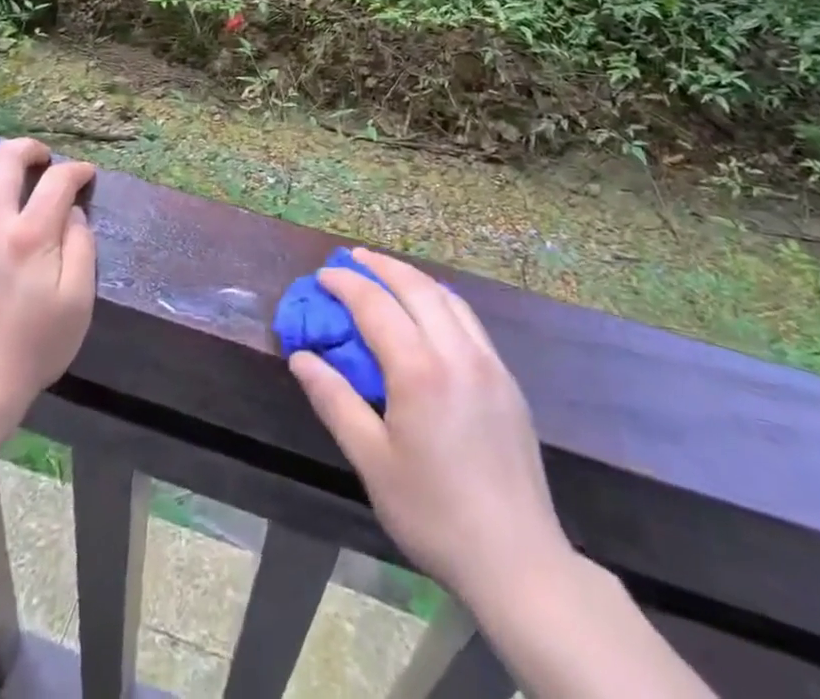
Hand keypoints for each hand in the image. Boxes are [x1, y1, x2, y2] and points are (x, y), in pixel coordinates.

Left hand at [0, 139, 96, 419]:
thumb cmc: (35, 344)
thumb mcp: (78, 299)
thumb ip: (81, 246)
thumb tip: (72, 211)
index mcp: (29, 235)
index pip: (57, 181)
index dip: (76, 170)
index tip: (84, 176)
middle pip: (6, 161)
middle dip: (30, 150)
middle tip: (42, 159)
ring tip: (5, 169)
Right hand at [289, 248, 575, 606]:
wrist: (518, 560)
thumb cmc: (434, 514)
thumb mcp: (372, 461)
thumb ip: (334, 401)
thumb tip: (301, 357)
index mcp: (419, 370)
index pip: (375, 304)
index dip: (346, 283)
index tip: (323, 275)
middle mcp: (456, 352)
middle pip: (415, 286)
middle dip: (380, 265)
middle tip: (353, 258)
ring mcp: (488, 362)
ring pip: (447, 297)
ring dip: (413, 277)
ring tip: (387, 274)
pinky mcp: (507, 379)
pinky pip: (468, 320)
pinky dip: (440, 300)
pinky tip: (429, 313)